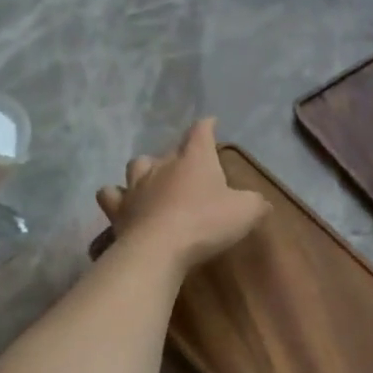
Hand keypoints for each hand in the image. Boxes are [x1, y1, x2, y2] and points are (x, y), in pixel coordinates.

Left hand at [97, 119, 268, 269]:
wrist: (159, 250)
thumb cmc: (206, 223)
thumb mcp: (246, 212)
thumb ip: (255, 203)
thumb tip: (261, 203)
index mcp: (195, 159)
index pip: (200, 132)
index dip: (207, 126)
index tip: (211, 122)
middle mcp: (163, 165)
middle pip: (169, 150)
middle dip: (179, 154)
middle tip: (189, 166)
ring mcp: (137, 186)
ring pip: (137, 165)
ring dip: (145, 169)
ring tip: (153, 179)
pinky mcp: (118, 209)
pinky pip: (110, 195)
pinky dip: (116, 196)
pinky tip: (123, 202)